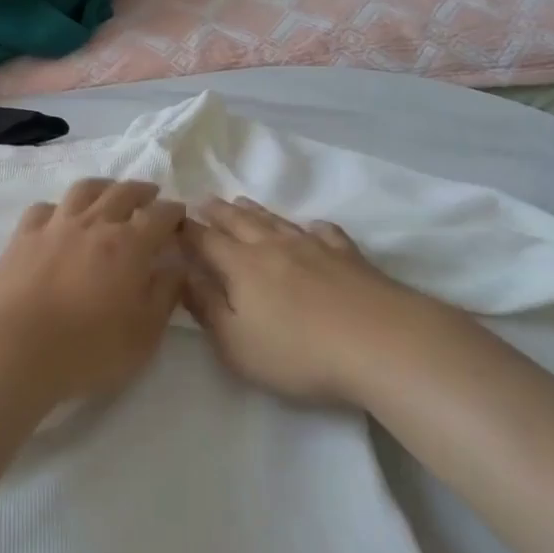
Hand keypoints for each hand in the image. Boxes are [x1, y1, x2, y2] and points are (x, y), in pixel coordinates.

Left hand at [0, 179, 185, 407]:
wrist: (18, 349)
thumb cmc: (90, 348)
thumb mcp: (145, 333)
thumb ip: (165, 294)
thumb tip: (177, 266)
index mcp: (130, 245)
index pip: (160, 215)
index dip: (174, 211)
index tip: (180, 215)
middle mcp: (95, 224)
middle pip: (123, 192)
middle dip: (142, 191)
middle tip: (151, 195)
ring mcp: (56, 226)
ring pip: (84, 190)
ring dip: (103, 187)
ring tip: (109, 193)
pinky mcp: (24, 236)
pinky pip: (44, 208)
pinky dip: (59, 207)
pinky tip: (60, 217)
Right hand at [183, 198, 476, 407]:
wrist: (381, 343)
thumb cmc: (298, 352)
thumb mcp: (236, 344)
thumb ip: (207, 307)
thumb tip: (183, 275)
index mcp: (241, 266)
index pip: (205, 241)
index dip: (186, 230)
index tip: (172, 220)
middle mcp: (273, 247)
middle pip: (239, 222)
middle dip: (217, 212)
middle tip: (203, 200)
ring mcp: (314, 247)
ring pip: (277, 221)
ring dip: (255, 211)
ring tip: (241, 202)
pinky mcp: (349, 256)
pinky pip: (324, 233)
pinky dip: (311, 227)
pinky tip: (312, 227)